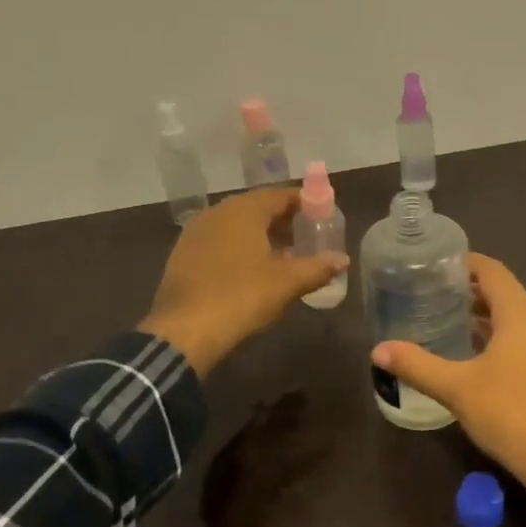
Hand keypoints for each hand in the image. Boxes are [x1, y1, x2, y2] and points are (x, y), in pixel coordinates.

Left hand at [138, 189, 347, 376]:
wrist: (184, 331)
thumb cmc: (241, 296)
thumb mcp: (287, 283)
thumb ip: (317, 267)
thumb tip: (343, 259)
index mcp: (244, 211)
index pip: (281, 195)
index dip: (305, 202)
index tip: (323, 213)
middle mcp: (217, 213)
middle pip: (257, 207)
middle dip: (284, 218)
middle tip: (307, 233)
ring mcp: (196, 233)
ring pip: (236, 224)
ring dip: (262, 233)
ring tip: (284, 253)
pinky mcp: (183, 255)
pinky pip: (220, 240)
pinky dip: (240, 246)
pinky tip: (252, 268)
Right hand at [370, 253, 525, 495]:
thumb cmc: (511, 412)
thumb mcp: (458, 389)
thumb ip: (418, 366)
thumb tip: (379, 350)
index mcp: (522, 313)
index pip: (493, 271)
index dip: (466, 263)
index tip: (436, 266)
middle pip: (505, 293)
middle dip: (472, 292)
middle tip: (435, 296)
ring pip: (518, 318)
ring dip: (488, 317)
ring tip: (451, 325)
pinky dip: (504, 338)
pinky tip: (479, 358)